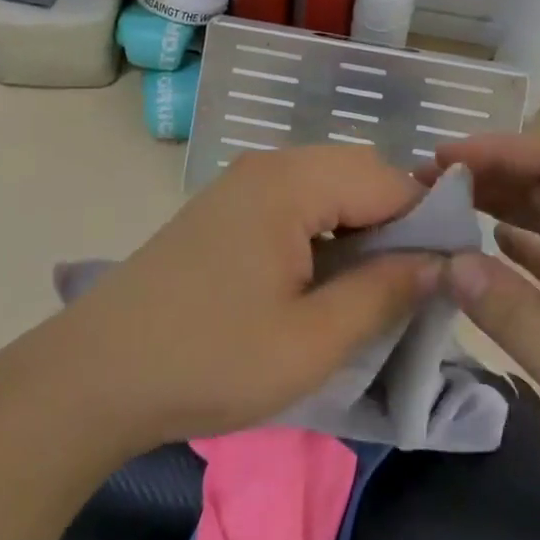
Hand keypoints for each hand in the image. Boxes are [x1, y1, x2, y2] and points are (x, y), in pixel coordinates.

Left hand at [50, 146, 441, 450]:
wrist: (97, 374)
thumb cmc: (210, 358)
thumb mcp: (311, 342)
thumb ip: (383, 294)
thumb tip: (439, 263)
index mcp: (291, 182)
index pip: (387, 177)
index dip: (425, 221)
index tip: (443, 276)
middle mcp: (269, 166)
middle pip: (357, 172)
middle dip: (393, 222)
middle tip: (404, 288)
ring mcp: (242, 184)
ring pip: (327, 186)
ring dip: (358, 227)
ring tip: (366, 290)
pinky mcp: (225, 208)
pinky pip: (296, 201)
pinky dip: (323, 231)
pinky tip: (319, 281)